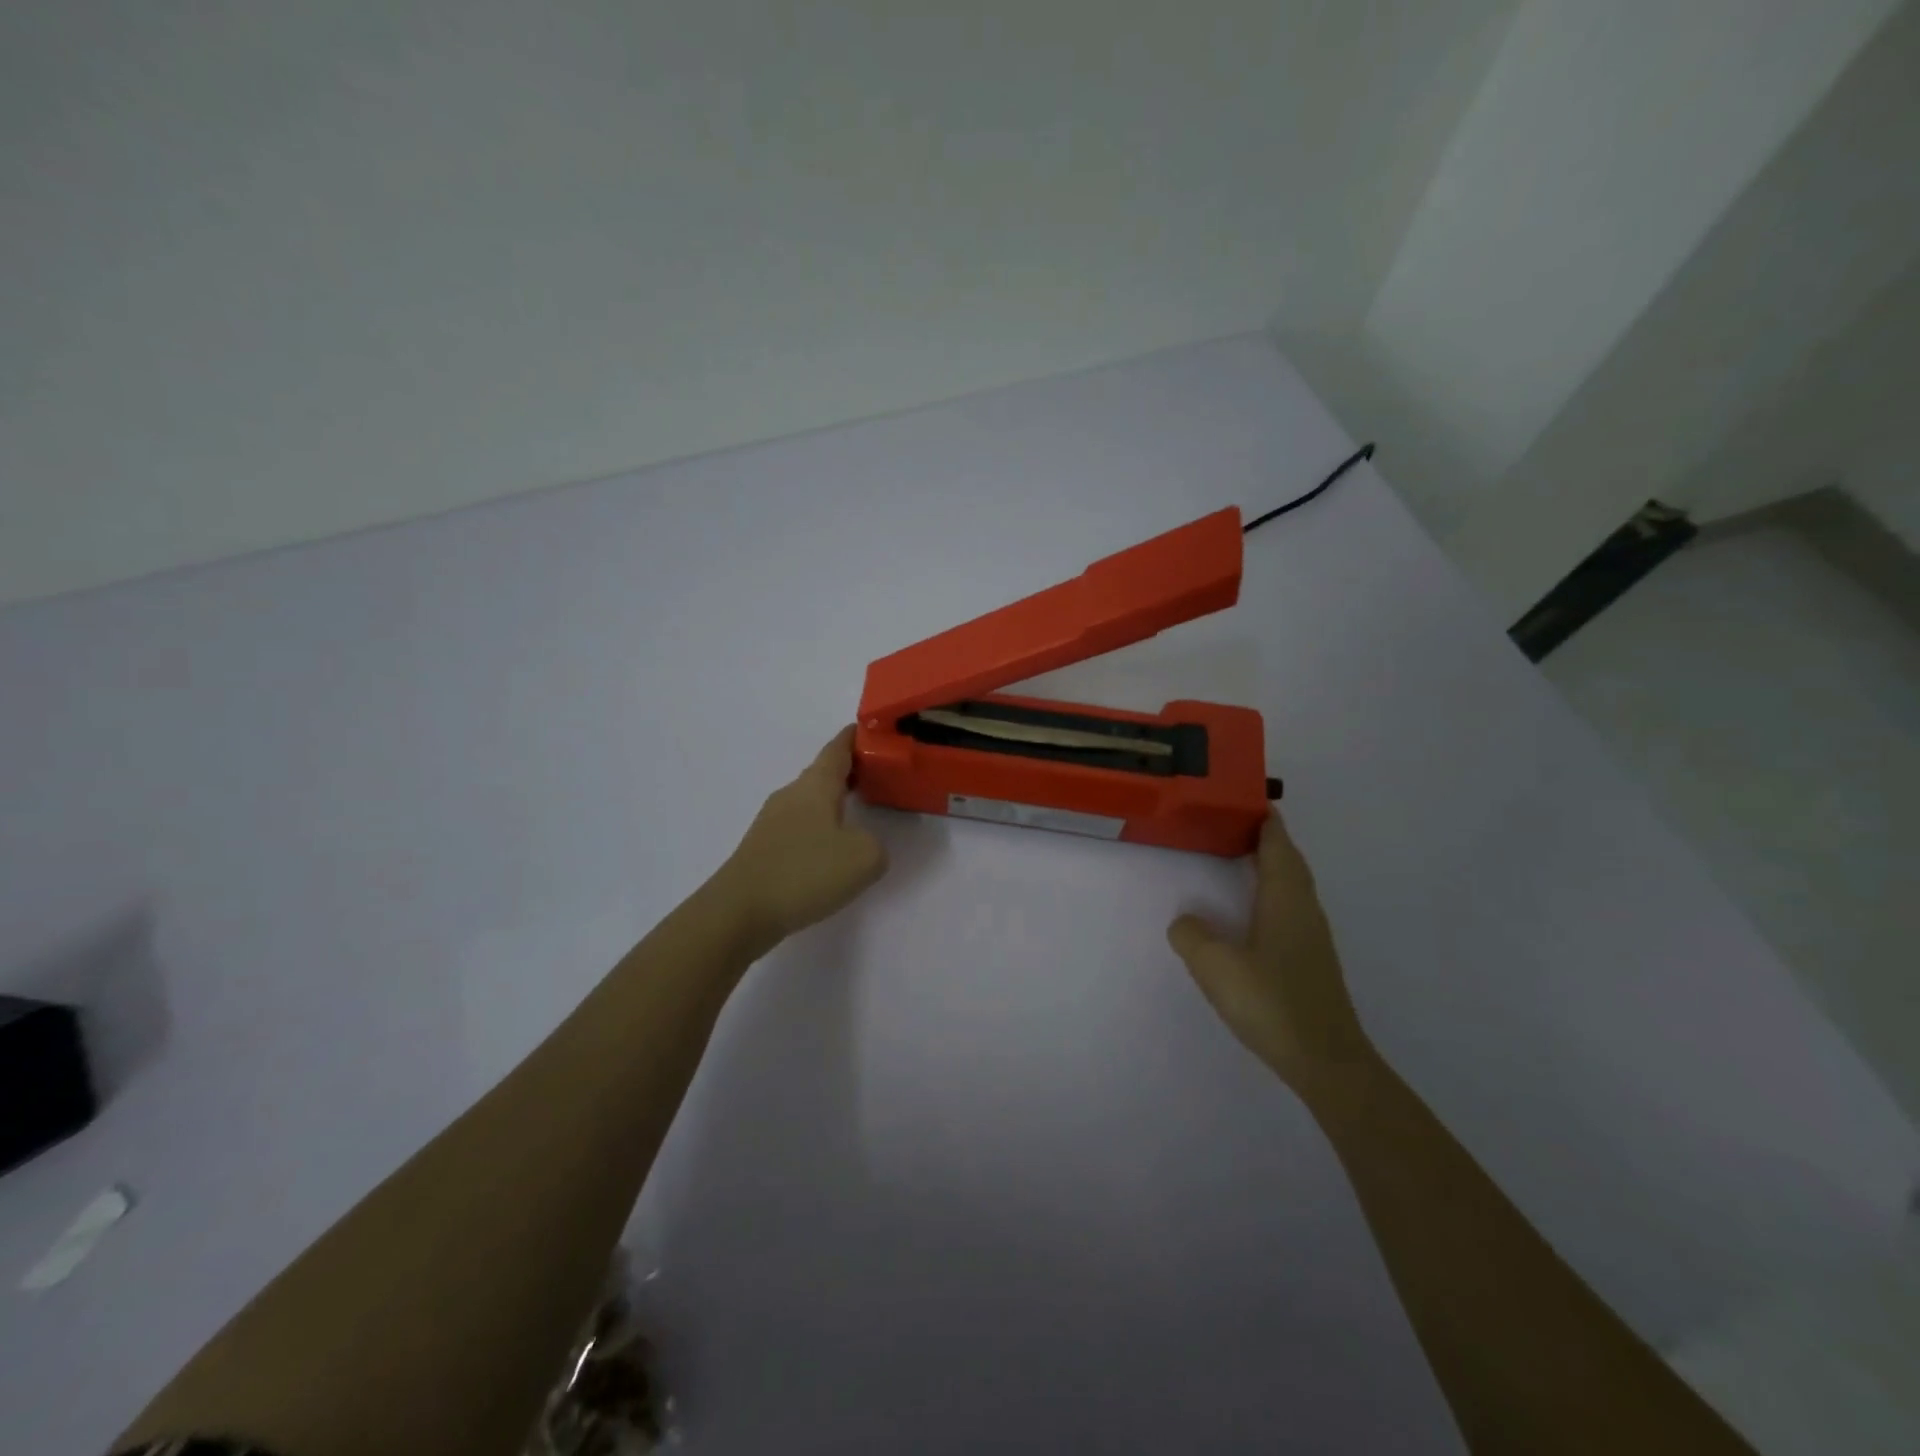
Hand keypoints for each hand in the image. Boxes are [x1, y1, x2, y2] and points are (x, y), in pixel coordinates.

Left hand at [713, 727, 888, 948]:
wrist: (739, 912)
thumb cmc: (805, 872)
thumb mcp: (864, 858)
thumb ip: (876, 844)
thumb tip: (861, 844)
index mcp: (815, 786)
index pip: (837, 749)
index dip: (855, 738)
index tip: (872, 730)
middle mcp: (791, 795)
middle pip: (822, 774)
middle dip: (849, 772)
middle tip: (877, 776)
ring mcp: (772, 822)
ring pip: (809, 801)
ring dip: (833, 802)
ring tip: (859, 814)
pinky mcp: (762, 849)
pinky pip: (798, 827)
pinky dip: (818, 828)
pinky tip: (829, 851)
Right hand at [1167, 810, 1372, 1089]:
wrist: (1326, 1061)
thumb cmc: (1272, 1003)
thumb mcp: (1216, 967)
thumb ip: (1192, 937)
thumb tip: (1186, 921)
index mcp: (1285, 899)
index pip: (1277, 845)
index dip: (1264, 820)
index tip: (1247, 798)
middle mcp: (1303, 909)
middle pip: (1289, 860)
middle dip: (1267, 838)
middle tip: (1235, 823)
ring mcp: (1312, 935)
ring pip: (1293, 885)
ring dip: (1272, 864)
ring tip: (1241, 858)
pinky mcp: (1311, 959)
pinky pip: (1291, 907)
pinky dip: (1273, 892)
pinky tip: (1254, 910)